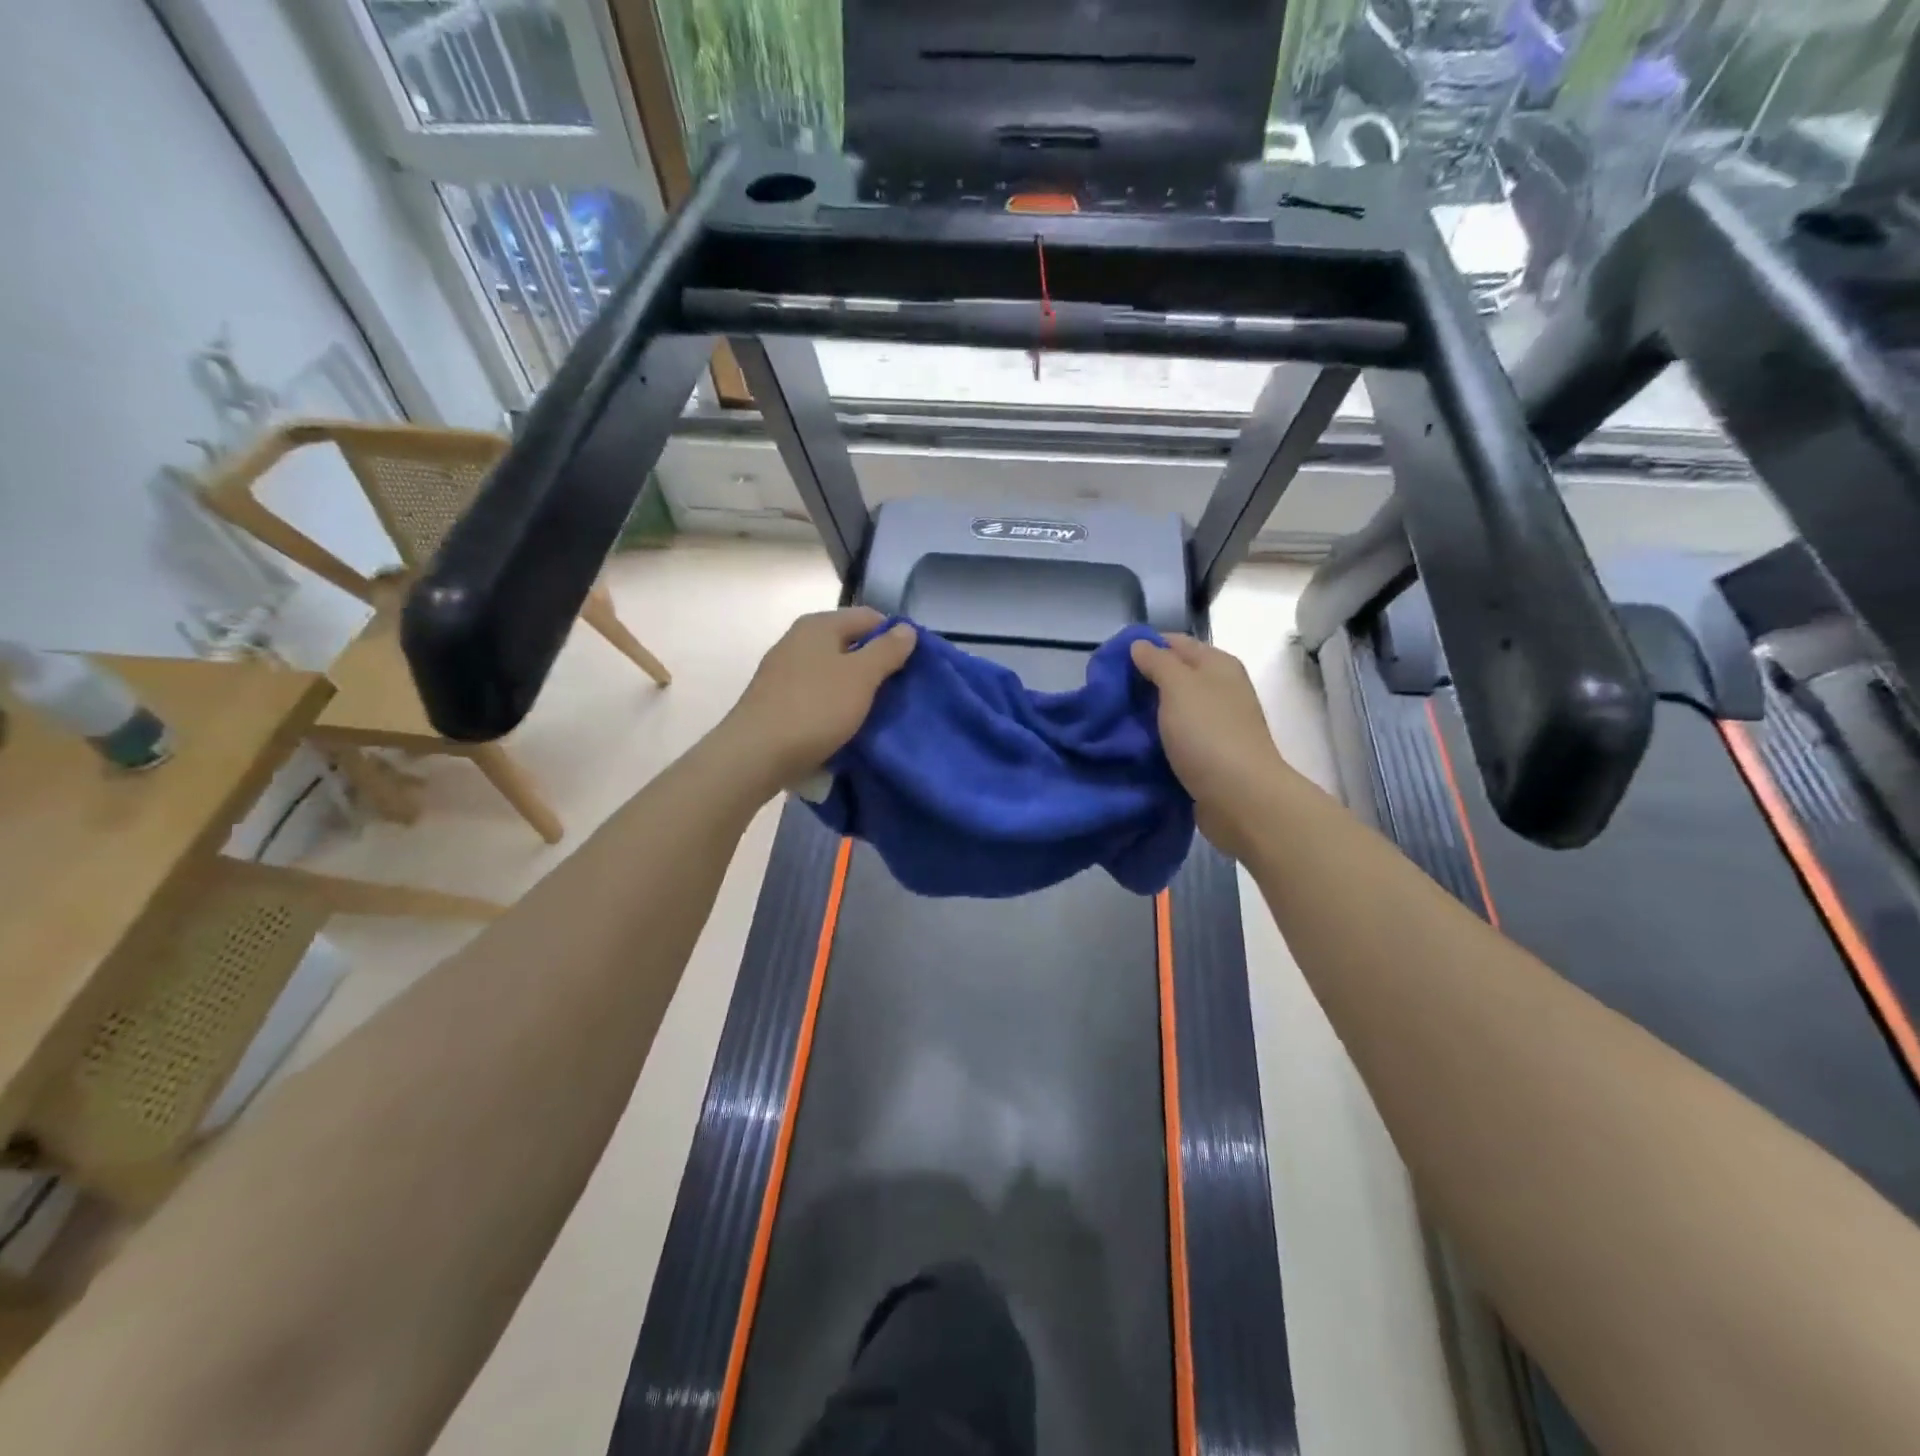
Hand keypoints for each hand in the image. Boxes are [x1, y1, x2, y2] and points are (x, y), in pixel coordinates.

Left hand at [719, 607, 916, 795]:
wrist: (755, 755)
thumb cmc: (814, 708)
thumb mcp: (861, 677)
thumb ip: (887, 650)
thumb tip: (907, 628)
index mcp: (819, 625)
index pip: (870, 617)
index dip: (895, 637)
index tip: (913, 667)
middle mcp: (798, 639)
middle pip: (849, 643)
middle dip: (875, 664)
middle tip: (897, 692)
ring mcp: (783, 670)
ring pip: (832, 670)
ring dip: (855, 687)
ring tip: (874, 711)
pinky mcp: (775, 699)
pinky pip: (816, 693)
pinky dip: (833, 704)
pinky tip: (842, 725)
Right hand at [1130, 634, 1293, 859]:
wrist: (1240, 798)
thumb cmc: (1208, 734)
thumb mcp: (1178, 686)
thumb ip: (1157, 661)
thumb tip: (1140, 644)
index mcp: (1218, 665)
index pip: (1175, 642)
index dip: (1143, 647)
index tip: (1109, 663)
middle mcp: (1221, 689)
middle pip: (1175, 676)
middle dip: (1141, 682)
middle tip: (1107, 695)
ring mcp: (1217, 723)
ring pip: (1173, 709)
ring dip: (1147, 713)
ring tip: (1114, 720)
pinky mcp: (1210, 754)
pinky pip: (1177, 737)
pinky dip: (1157, 739)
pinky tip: (1134, 745)